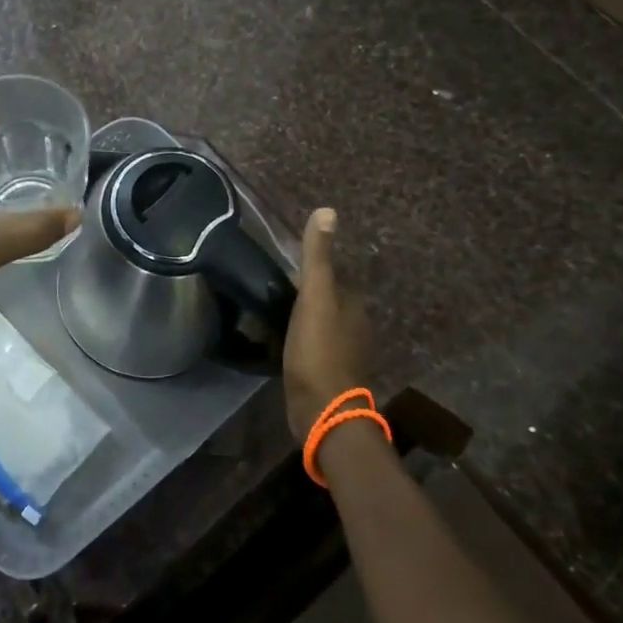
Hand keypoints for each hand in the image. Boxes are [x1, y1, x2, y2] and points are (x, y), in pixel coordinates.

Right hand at [283, 208, 373, 442]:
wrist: (323, 411)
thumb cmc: (318, 350)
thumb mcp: (315, 297)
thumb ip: (318, 257)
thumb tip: (327, 211)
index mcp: (353, 304)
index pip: (332, 277)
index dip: (309, 272)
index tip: (282, 271)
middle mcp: (354, 326)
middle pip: (326, 301)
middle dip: (303, 295)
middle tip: (269, 293)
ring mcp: (343, 353)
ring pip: (319, 325)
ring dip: (299, 319)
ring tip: (269, 317)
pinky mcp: (329, 375)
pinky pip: (312, 348)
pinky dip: (298, 342)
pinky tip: (279, 344)